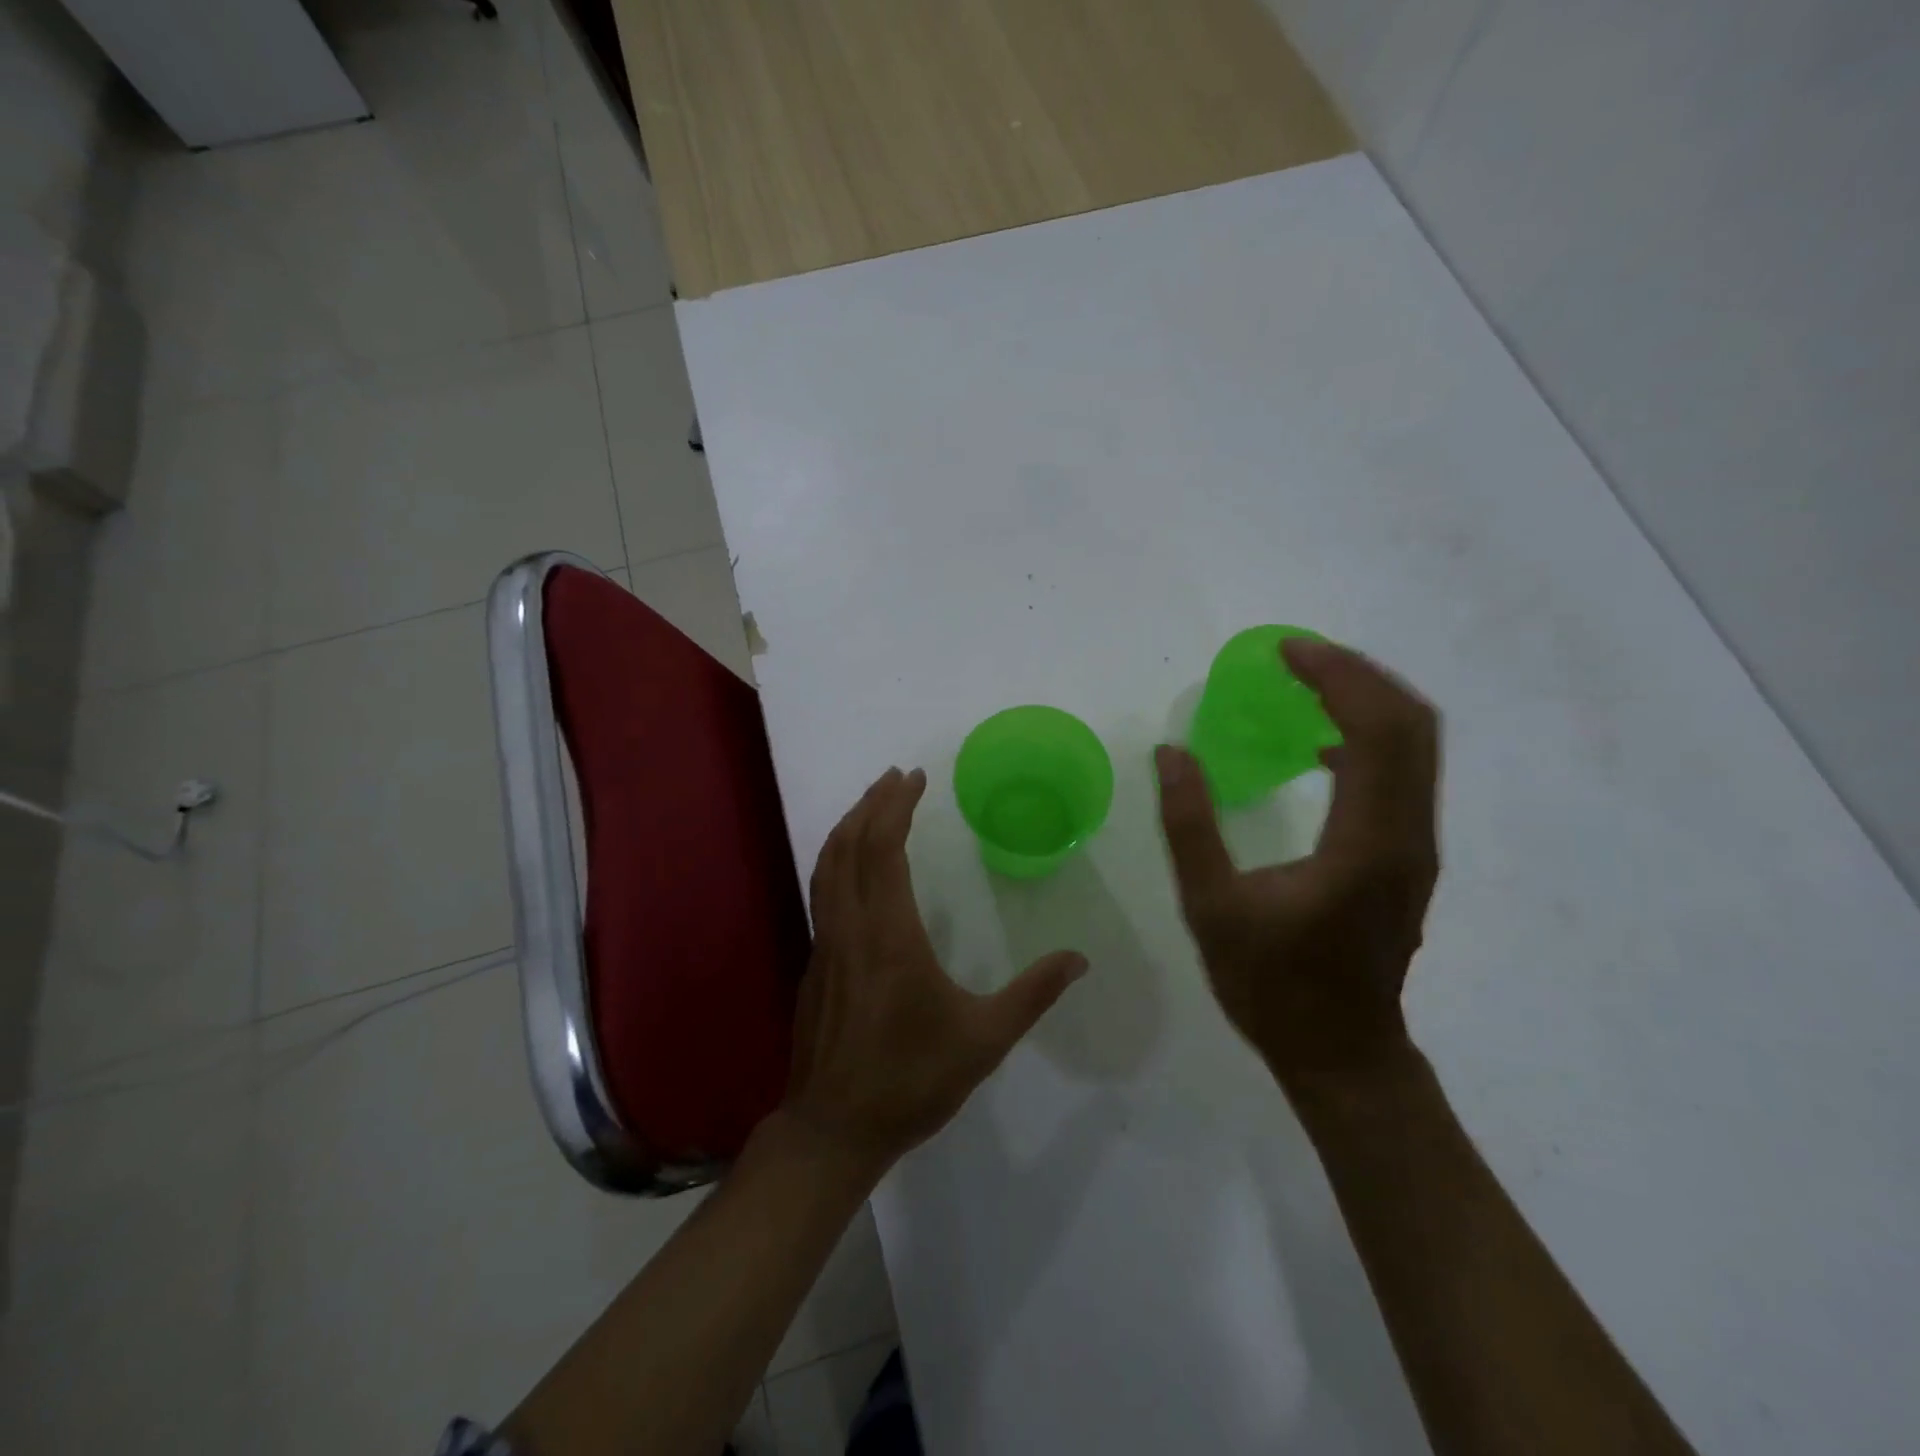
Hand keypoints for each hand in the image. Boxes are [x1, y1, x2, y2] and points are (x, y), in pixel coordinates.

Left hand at [787, 767, 1088, 1171]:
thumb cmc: (910, 1080)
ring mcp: (823, 945)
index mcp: (888, 935)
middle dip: (870, 804)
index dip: (896, 807)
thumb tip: (1079, 960)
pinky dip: (837, 861)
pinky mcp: (814, 965)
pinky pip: (821, 893)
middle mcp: (849, 928)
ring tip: (870, 806)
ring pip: (826, 867)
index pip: (883, 849)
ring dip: (847, 828)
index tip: (914, 777)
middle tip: (894, 777)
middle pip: (848, 846)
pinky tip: (854, 868)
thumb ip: (1033, 995)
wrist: (832, 1130)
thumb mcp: (984, 1040)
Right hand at [1155, 638, 1440, 1099]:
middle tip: (1297, 655)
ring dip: (1368, 700)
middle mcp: (1409, 836)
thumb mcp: (1211, 907)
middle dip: (1358, 675)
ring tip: (1309, 682)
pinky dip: (1370, 737)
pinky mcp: (1409, 858)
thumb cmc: (1272, 986)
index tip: (1285, 651)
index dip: (1335, 677)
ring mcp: (1417, 847)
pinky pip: (1405, 774)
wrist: (1342, 1053)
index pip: (1374, 731)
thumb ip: (1189, 825)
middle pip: (1412, 725)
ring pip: (1417, 747)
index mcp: (1366, 844)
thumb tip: (1171, 752)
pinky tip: (1321, 745)